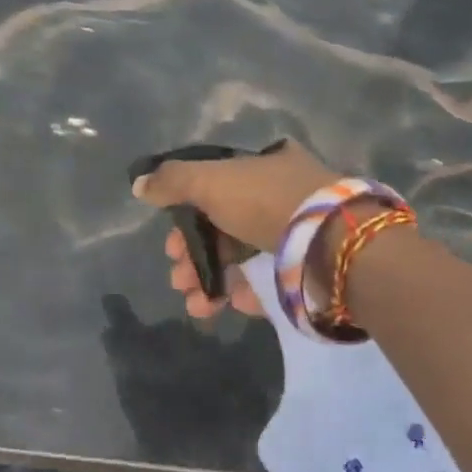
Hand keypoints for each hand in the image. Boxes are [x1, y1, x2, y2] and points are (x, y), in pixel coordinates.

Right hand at [133, 140, 341, 319]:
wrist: (332, 244)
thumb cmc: (266, 201)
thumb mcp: (211, 180)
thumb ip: (173, 182)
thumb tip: (139, 185)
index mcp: (264, 165)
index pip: (216, 187)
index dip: (187, 214)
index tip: (171, 242)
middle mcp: (283, 195)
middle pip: (225, 226)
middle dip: (195, 256)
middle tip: (177, 279)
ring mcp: (299, 234)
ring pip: (244, 258)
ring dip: (212, 281)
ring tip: (196, 306)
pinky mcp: (309, 269)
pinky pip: (270, 281)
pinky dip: (245, 293)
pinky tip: (228, 305)